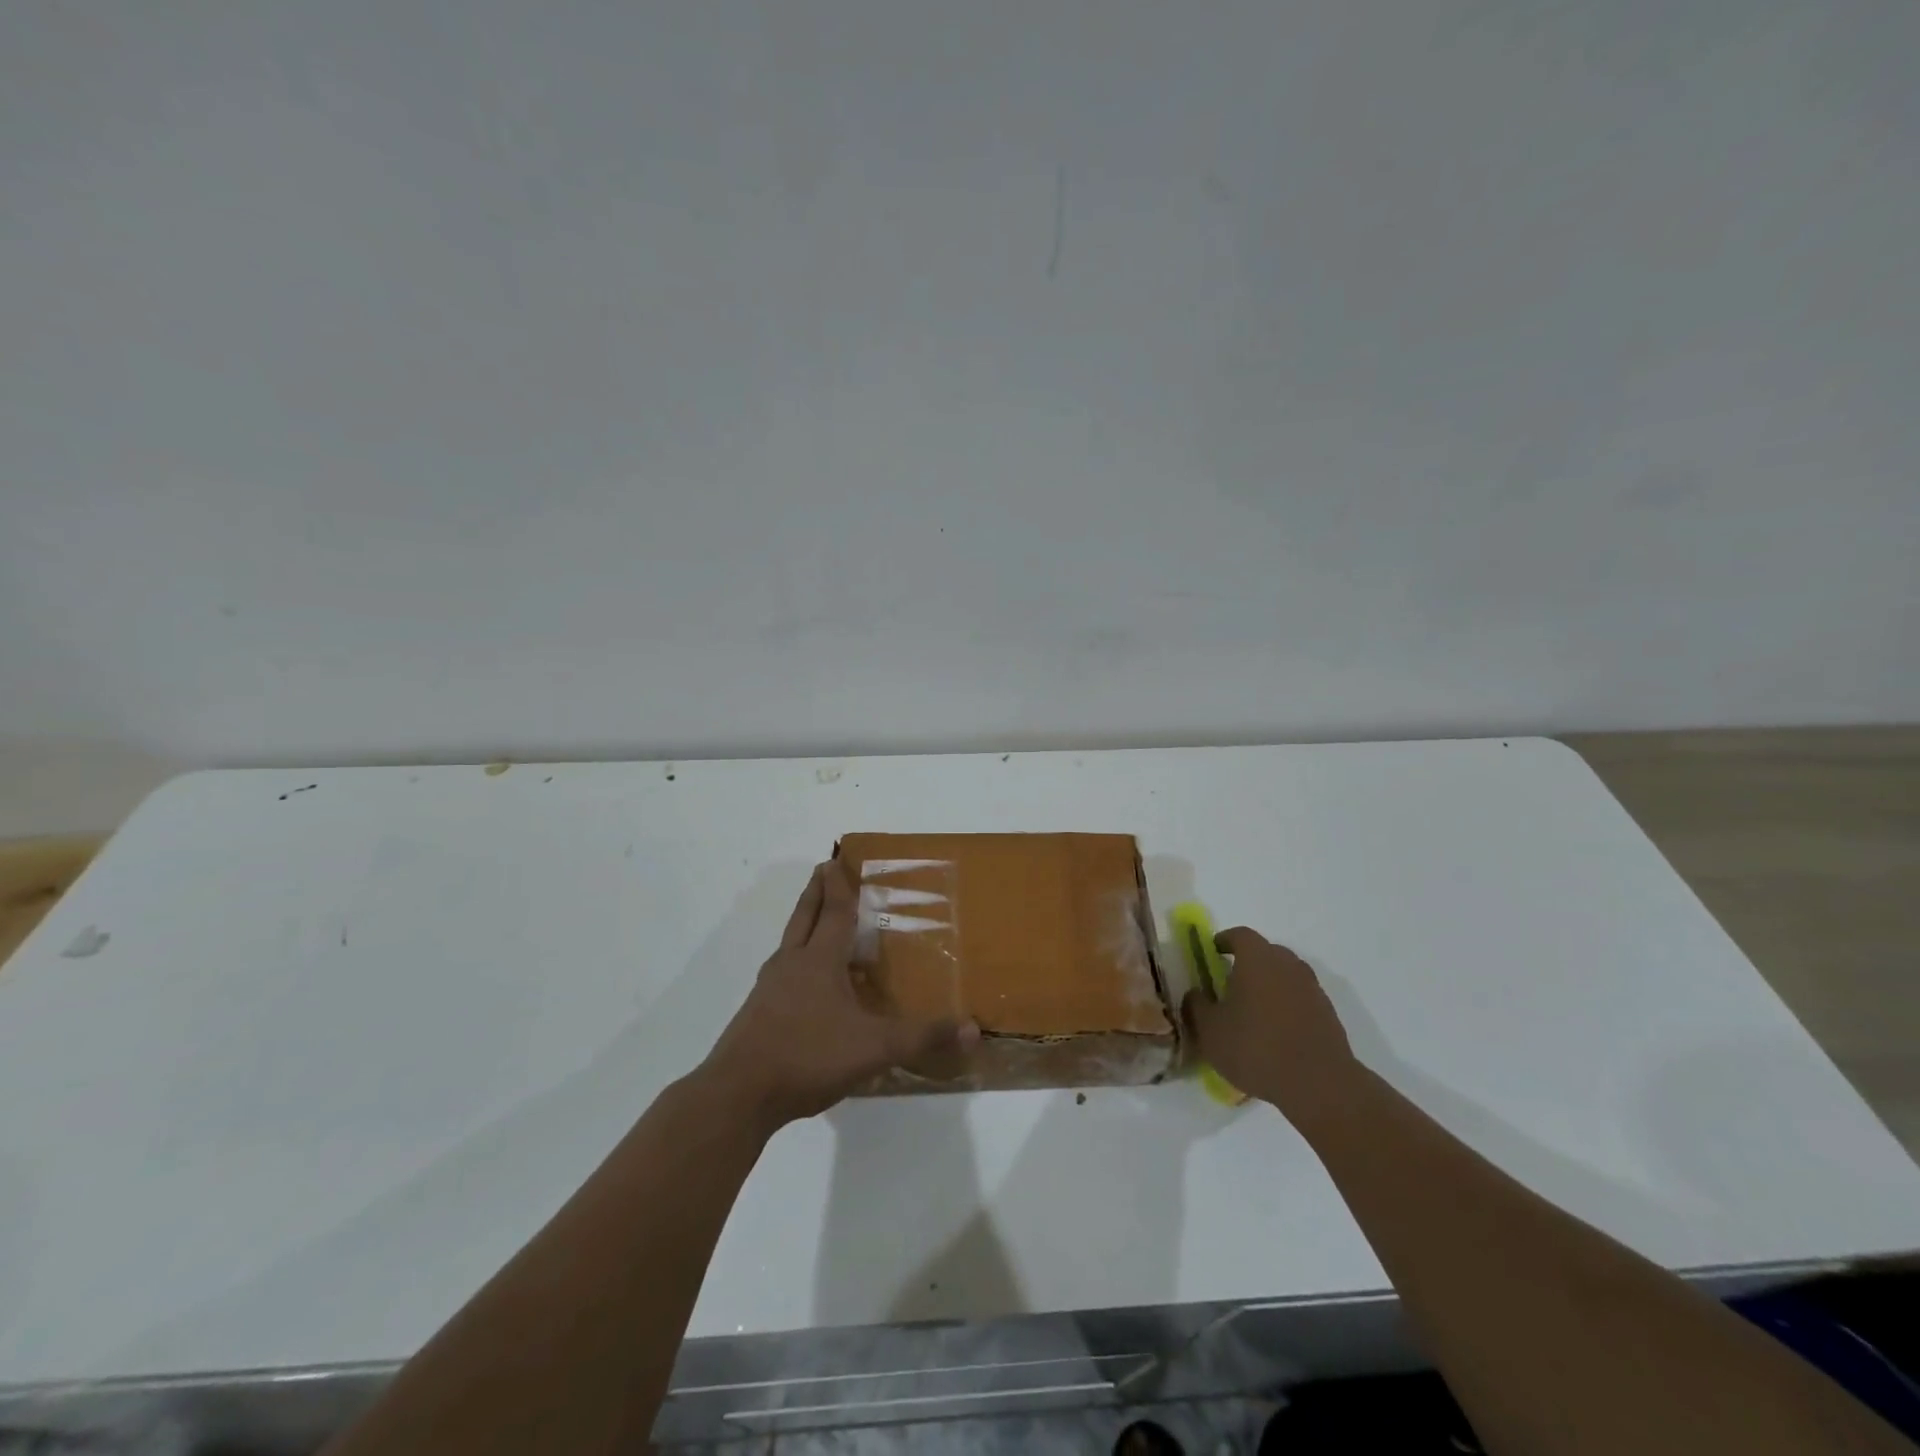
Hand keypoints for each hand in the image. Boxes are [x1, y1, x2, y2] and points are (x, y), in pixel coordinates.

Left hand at [701, 859, 979, 1128]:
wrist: (738, 1094)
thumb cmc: (808, 1055)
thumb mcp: (874, 1048)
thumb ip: (921, 1037)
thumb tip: (972, 1029)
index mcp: (818, 961)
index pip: (834, 913)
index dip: (839, 886)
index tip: (836, 859)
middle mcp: (791, 965)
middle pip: (804, 917)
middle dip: (816, 892)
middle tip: (822, 869)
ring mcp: (768, 989)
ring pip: (789, 943)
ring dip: (803, 924)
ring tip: (815, 921)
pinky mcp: (756, 1015)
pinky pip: (781, 974)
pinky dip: (795, 961)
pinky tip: (804, 984)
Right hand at [1182, 927, 1363, 1126]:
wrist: (1319, 1084)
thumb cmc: (1255, 1048)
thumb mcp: (1210, 1031)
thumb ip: (1197, 1006)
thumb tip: (1195, 993)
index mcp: (1257, 959)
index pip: (1240, 935)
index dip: (1225, 940)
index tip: (1214, 951)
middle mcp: (1287, 965)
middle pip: (1266, 952)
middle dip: (1249, 962)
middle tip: (1232, 982)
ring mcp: (1312, 989)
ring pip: (1286, 975)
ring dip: (1270, 984)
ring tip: (1254, 1009)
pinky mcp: (1328, 1014)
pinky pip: (1301, 998)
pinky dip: (1287, 1005)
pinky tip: (1277, 1031)